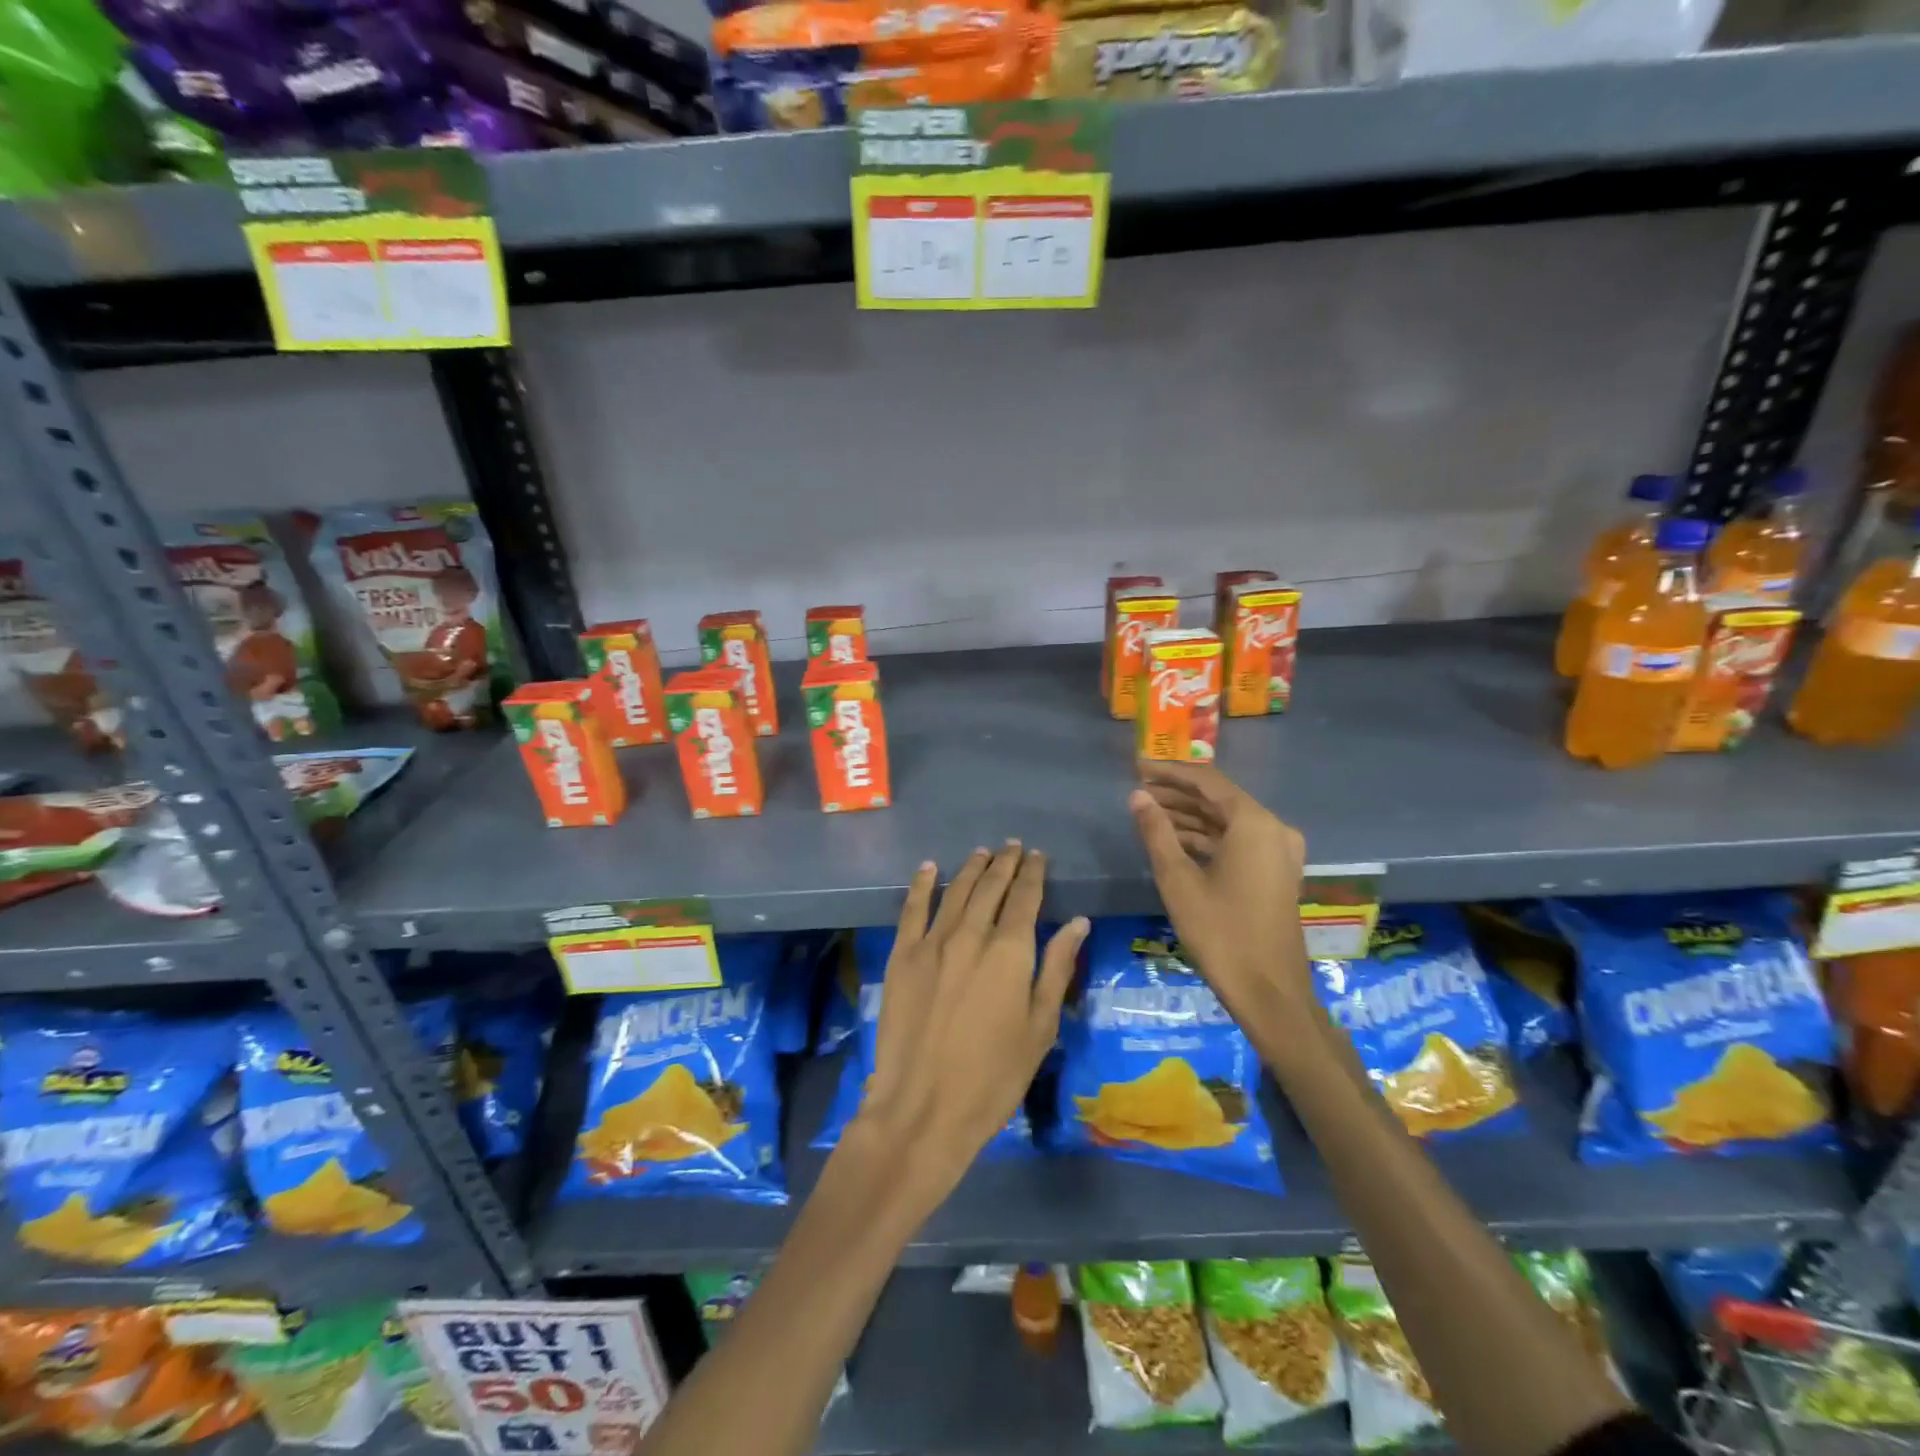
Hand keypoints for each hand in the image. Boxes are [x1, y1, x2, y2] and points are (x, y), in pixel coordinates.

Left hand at [850, 842, 1088, 1205]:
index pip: (1025, 898)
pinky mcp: (901, 956)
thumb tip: (1078, 922)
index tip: (1038, 857)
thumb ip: (1056, 968)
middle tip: (1013, 847)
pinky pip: (912, 909)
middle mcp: (971, 935)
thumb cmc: (994, 1076)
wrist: (923, 1108)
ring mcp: (931, 943)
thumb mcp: (1040, 1026)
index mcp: (1009, 951)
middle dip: (1005, 864)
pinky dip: (922, 884)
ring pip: (955, 891)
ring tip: (983, 853)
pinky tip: (929, 868)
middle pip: (990, 887)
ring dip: (971, 869)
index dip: (1033, 874)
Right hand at [1129, 764, 1309, 1022]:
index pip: (1207, 781)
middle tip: (1137, 791)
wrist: (1269, 992)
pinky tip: (1173, 841)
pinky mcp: (1275, 873)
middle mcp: (1273, 829)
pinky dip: (1206, 838)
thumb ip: (1156, 831)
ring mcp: (1278, 852)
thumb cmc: (1220, 932)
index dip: (1169, 772)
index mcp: (1254, 823)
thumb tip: (1137, 796)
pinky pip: (1237, 841)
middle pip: (1219, 799)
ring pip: (1227, 822)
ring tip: (1147, 814)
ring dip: (1189, 817)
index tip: (1136, 765)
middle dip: (1177, 794)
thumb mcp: (1178, 879)